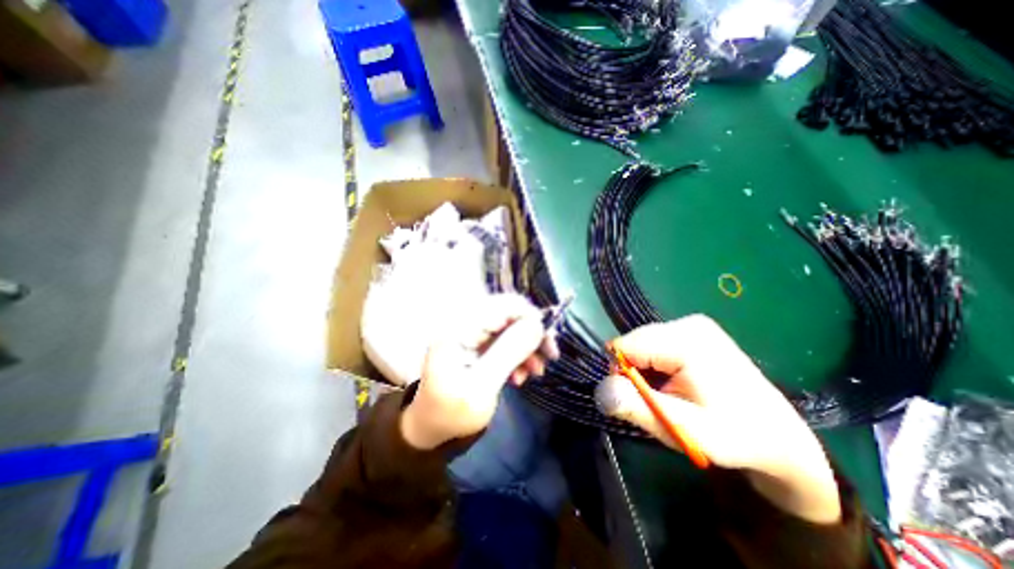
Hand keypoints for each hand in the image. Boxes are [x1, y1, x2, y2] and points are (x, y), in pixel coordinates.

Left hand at [399, 295, 553, 451]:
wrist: (431, 429)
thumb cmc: (451, 414)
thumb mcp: (481, 388)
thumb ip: (508, 353)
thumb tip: (537, 324)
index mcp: (459, 328)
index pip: (504, 305)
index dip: (531, 317)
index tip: (548, 344)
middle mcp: (466, 323)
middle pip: (510, 313)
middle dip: (532, 334)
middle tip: (549, 357)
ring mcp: (471, 333)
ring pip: (512, 326)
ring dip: (527, 346)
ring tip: (535, 372)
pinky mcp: (477, 343)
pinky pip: (506, 339)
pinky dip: (518, 354)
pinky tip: (521, 375)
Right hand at [596, 316, 843, 525]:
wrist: (778, 435)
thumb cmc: (732, 435)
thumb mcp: (682, 428)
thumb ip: (638, 407)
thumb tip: (599, 390)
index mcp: (686, 340)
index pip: (624, 346)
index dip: (621, 373)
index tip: (641, 399)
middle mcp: (687, 323)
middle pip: (633, 342)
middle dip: (635, 372)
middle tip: (659, 399)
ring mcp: (692, 324)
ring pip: (642, 344)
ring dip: (645, 369)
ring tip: (670, 392)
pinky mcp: (693, 330)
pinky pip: (655, 344)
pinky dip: (656, 364)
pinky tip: (676, 381)